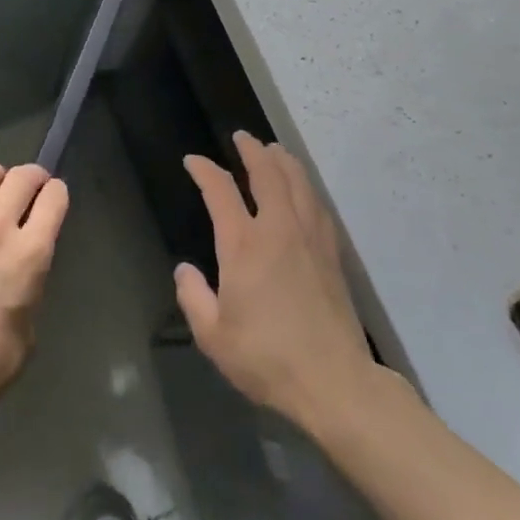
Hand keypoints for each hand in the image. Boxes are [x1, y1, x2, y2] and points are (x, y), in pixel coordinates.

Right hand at [177, 133, 374, 435]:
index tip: (194, 161)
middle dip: (252, 150)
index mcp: (244, 246)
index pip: (221, 191)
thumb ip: (193, 298)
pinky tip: (303, 189)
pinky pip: (317, 205)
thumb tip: (186, 270)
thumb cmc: (267, 359)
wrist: (334, 381)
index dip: (206, 171)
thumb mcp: (213, 336)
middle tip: (242, 137)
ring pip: (298, 183)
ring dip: (283, 161)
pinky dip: (305, 186)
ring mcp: (310, 238)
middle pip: (268, 174)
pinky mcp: (331, 253)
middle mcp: (278, 230)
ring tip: (274, 150)